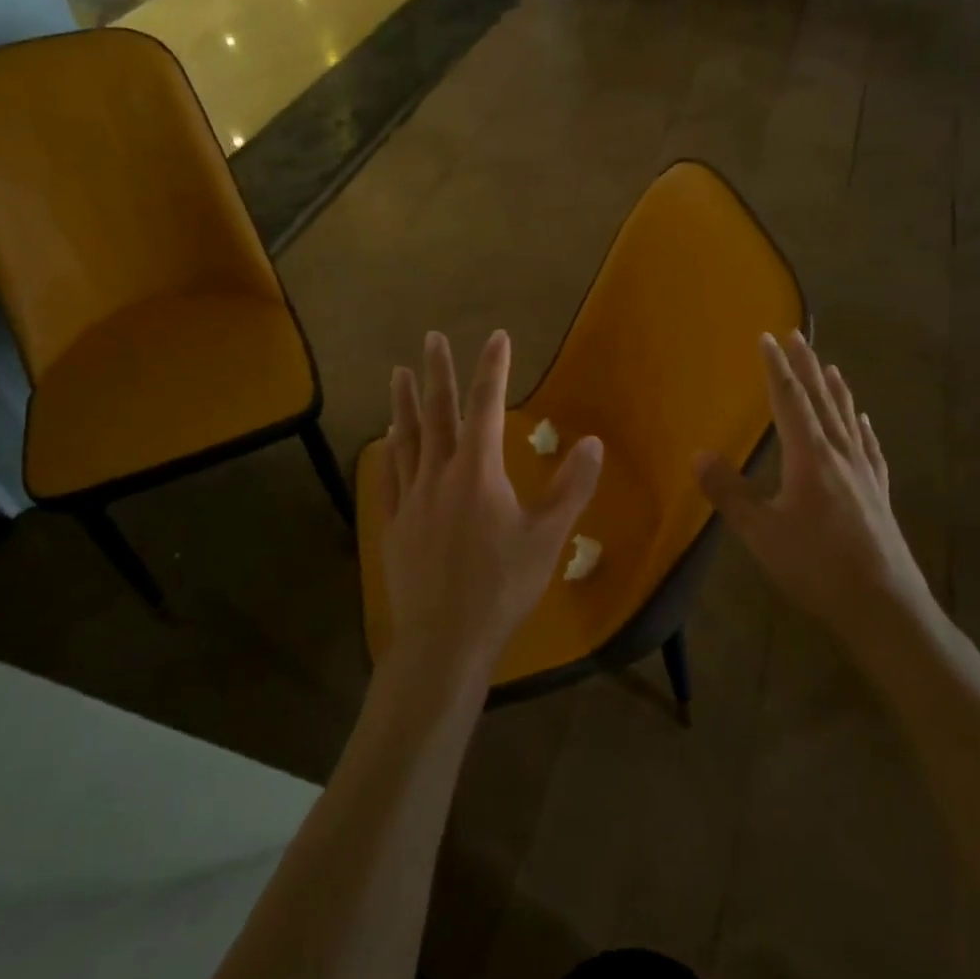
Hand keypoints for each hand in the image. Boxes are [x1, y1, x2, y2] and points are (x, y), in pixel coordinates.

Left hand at [381, 330, 602, 694]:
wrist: (443, 640)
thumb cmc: (502, 588)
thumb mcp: (548, 538)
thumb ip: (571, 488)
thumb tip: (593, 442)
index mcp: (478, 473)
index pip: (485, 407)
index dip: (492, 369)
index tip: (496, 337)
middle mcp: (439, 475)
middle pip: (438, 414)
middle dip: (438, 373)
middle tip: (431, 338)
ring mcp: (411, 499)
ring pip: (407, 439)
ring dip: (405, 404)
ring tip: (399, 374)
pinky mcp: (394, 525)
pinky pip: (389, 477)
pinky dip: (389, 452)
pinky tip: (386, 440)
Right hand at [696, 331, 934, 644]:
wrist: (884, 606)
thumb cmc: (817, 567)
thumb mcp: (762, 532)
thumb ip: (729, 492)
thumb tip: (698, 453)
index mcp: (810, 457)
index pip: (789, 401)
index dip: (776, 368)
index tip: (767, 337)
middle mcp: (840, 455)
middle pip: (821, 401)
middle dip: (806, 367)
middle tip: (798, 335)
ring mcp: (865, 474)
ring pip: (847, 420)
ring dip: (835, 391)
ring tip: (830, 367)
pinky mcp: (879, 495)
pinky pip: (870, 449)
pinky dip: (862, 429)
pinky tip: (864, 423)